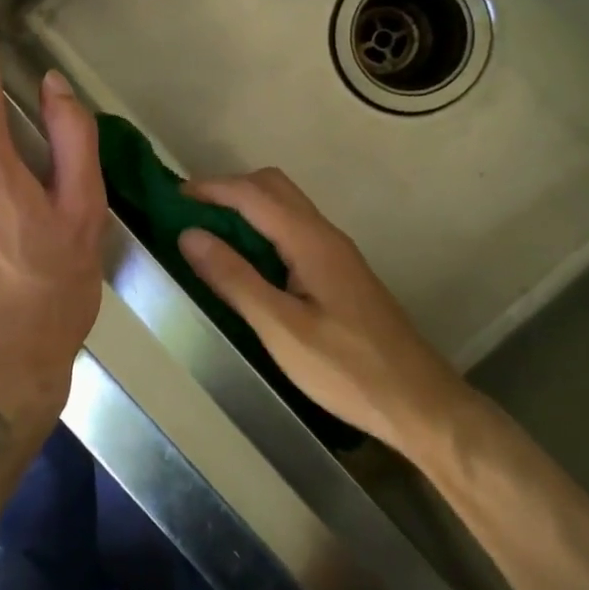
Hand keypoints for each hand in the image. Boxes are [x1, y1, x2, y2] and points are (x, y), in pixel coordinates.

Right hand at [178, 168, 466, 456]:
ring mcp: (335, 253)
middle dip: (228, 189)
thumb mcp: (281, 328)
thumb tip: (189, 234)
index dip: (211, 188)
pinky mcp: (338, 273)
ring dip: (245, 208)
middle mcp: (325, 235)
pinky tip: (245, 261)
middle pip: (273, 187)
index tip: (171, 198)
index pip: (254, 193)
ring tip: (207, 233)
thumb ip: (234, 278)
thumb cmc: (346, 369)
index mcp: (311, 241)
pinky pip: (293, 231)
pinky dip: (261, 230)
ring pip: (285, 208)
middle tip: (189, 213)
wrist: (417, 401)